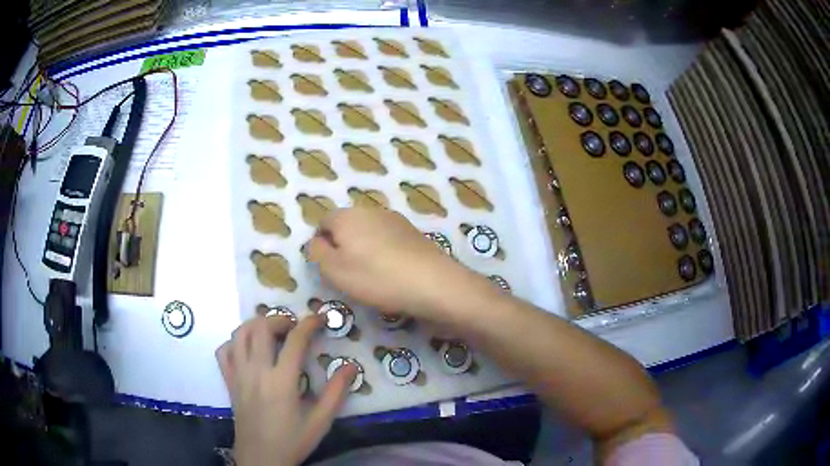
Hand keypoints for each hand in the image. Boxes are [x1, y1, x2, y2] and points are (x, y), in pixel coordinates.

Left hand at [216, 314, 357, 465]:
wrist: (260, 458)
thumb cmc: (292, 441)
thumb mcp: (320, 421)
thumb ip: (336, 393)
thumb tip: (350, 366)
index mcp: (281, 382)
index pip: (295, 340)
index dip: (309, 323)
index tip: (320, 319)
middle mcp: (256, 372)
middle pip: (261, 328)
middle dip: (279, 319)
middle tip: (294, 328)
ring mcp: (238, 375)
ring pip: (239, 334)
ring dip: (256, 325)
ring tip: (271, 333)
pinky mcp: (228, 381)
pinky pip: (224, 351)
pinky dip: (234, 342)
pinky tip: (247, 350)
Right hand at [306, 207, 487, 321]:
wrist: (432, 283)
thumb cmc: (376, 278)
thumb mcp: (334, 270)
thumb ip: (318, 252)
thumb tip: (318, 241)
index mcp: (347, 216)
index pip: (324, 222)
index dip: (322, 244)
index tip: (331, 268)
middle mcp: (370, 210)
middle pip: (347, 226)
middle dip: (344, 246)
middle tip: (351, 274)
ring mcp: (395, 219)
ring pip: (369, 232)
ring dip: (366, 250)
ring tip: (374, 276)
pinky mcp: (413, 231)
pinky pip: (389, 240)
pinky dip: (386, 253)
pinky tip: (394, 272)